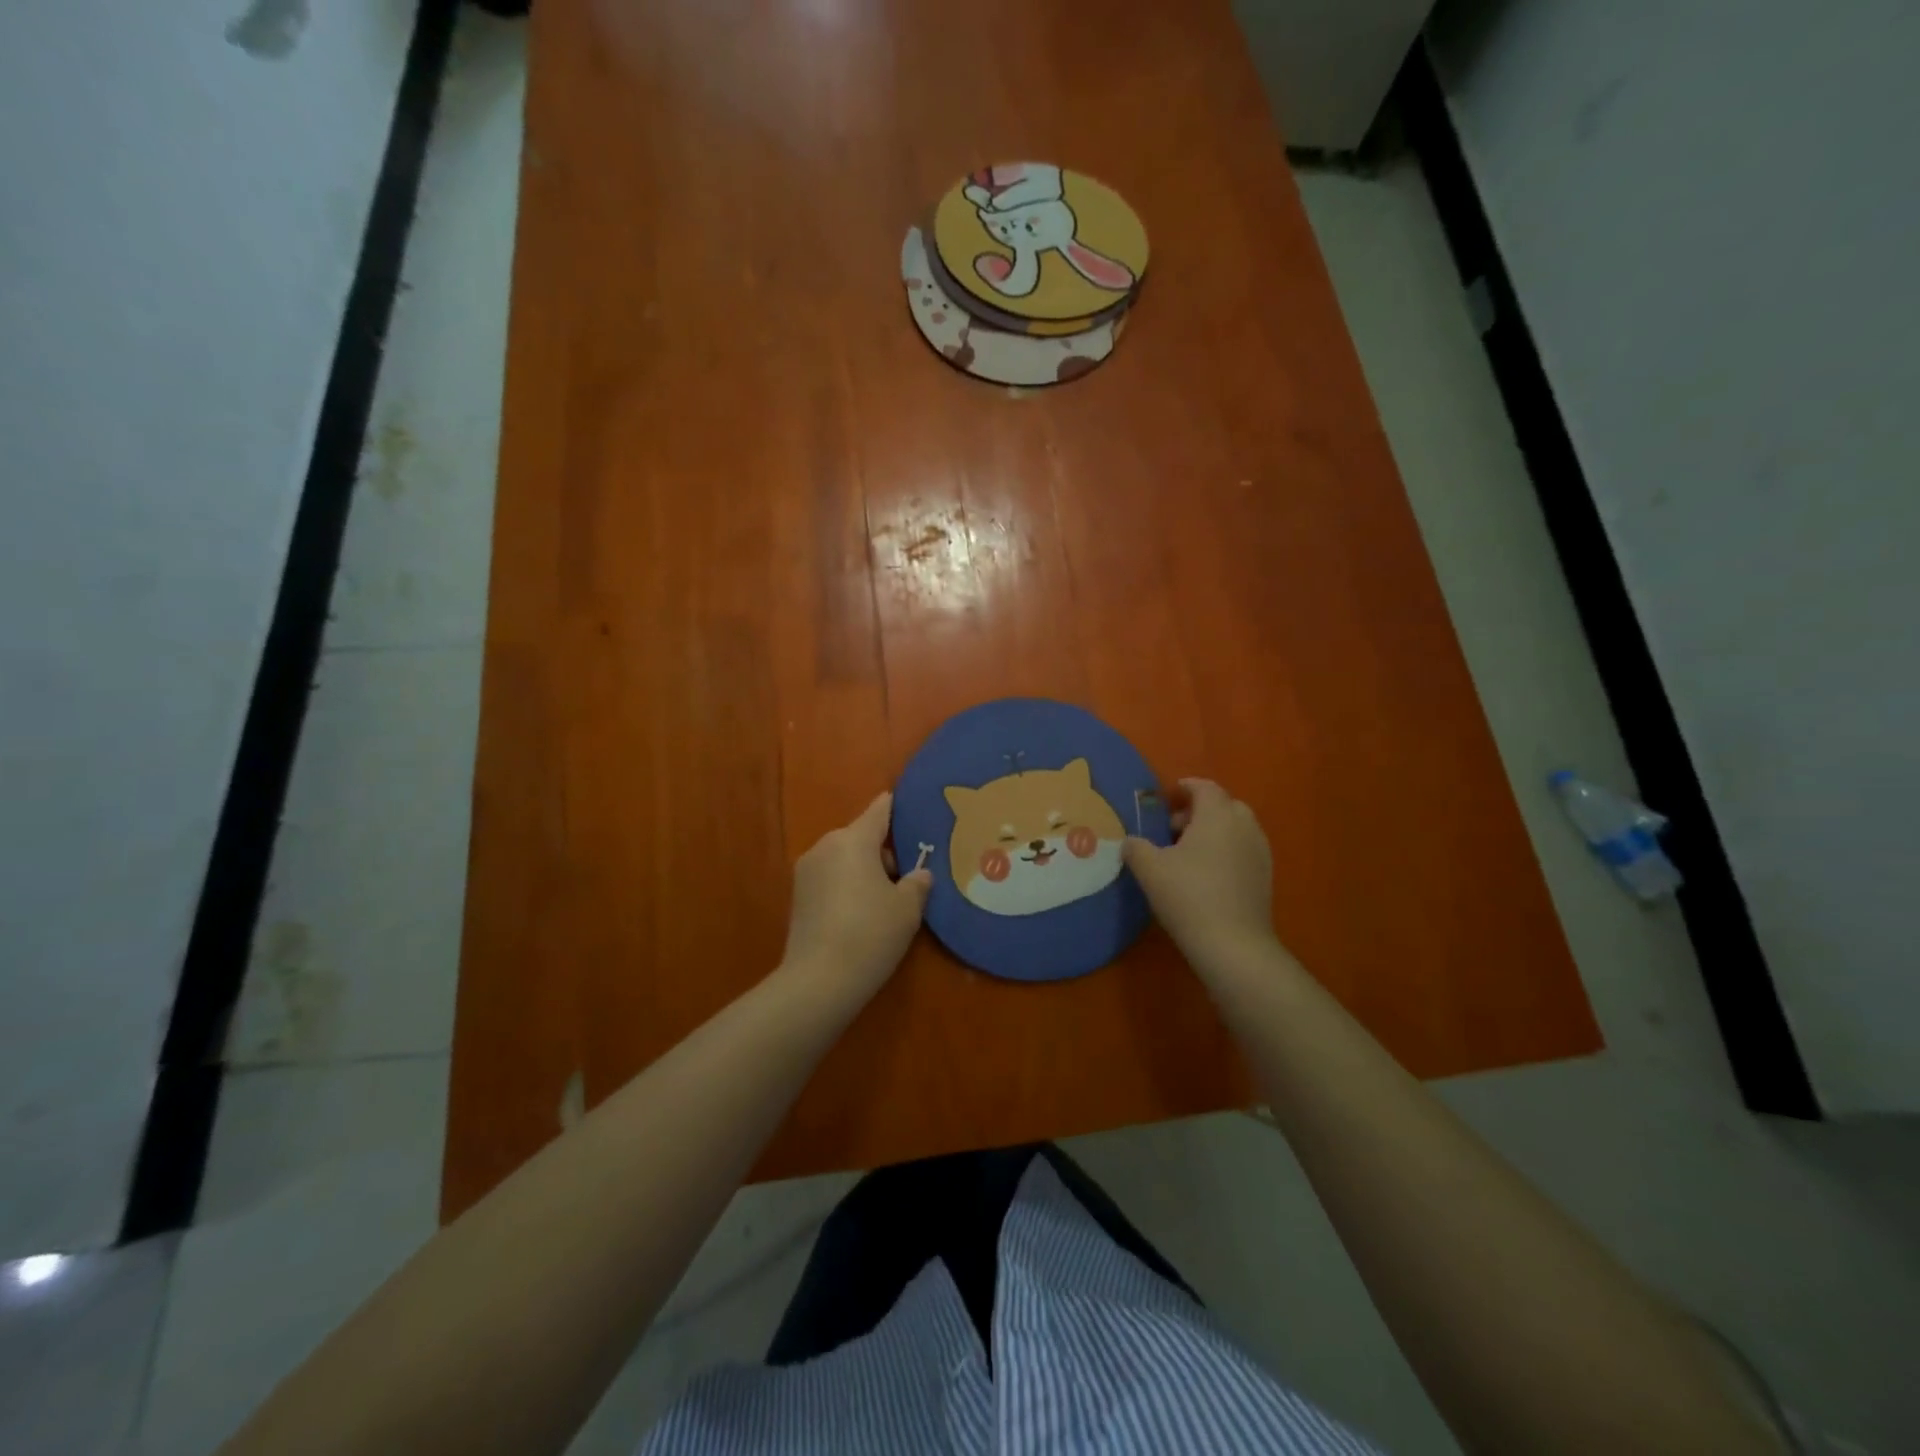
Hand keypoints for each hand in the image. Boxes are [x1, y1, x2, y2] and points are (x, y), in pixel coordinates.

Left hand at [782, 791, 932, 997]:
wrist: (818, 981)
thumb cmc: (871, 934)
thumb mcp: (907, 908)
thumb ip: (917, 883)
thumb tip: (919, 875)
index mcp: (853, 840)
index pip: (879, 812)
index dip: (895, 807)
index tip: (907, 801)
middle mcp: (825, 846)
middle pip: (861, 838)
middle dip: (883, 851)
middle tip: (908, 876)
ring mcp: (806, 871)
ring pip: (844, 859)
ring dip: (864, 870)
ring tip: (886, 900)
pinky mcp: (798, 897)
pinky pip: (831, 879)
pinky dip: (847, 886)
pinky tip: (862, 914)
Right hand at [1124, 779, 1279, 974]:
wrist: (1233, 945)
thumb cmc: (1187, 896)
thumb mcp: (1149, 869)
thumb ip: (1136, 847)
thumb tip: (1130, 842)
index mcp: (1217, 815)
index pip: (1204, 788)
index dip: (1185, 787)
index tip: (1168, 795)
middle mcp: (1244, 826)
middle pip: (1224, 806)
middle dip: (1199, 811)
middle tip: (1173, 828)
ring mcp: (1260, 852)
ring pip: (1236, 829)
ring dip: (1213, 832)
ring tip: (1188, 854)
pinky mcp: (1265, 877)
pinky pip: (1244, 851)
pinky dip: (1226, 851)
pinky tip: (1206, 875)